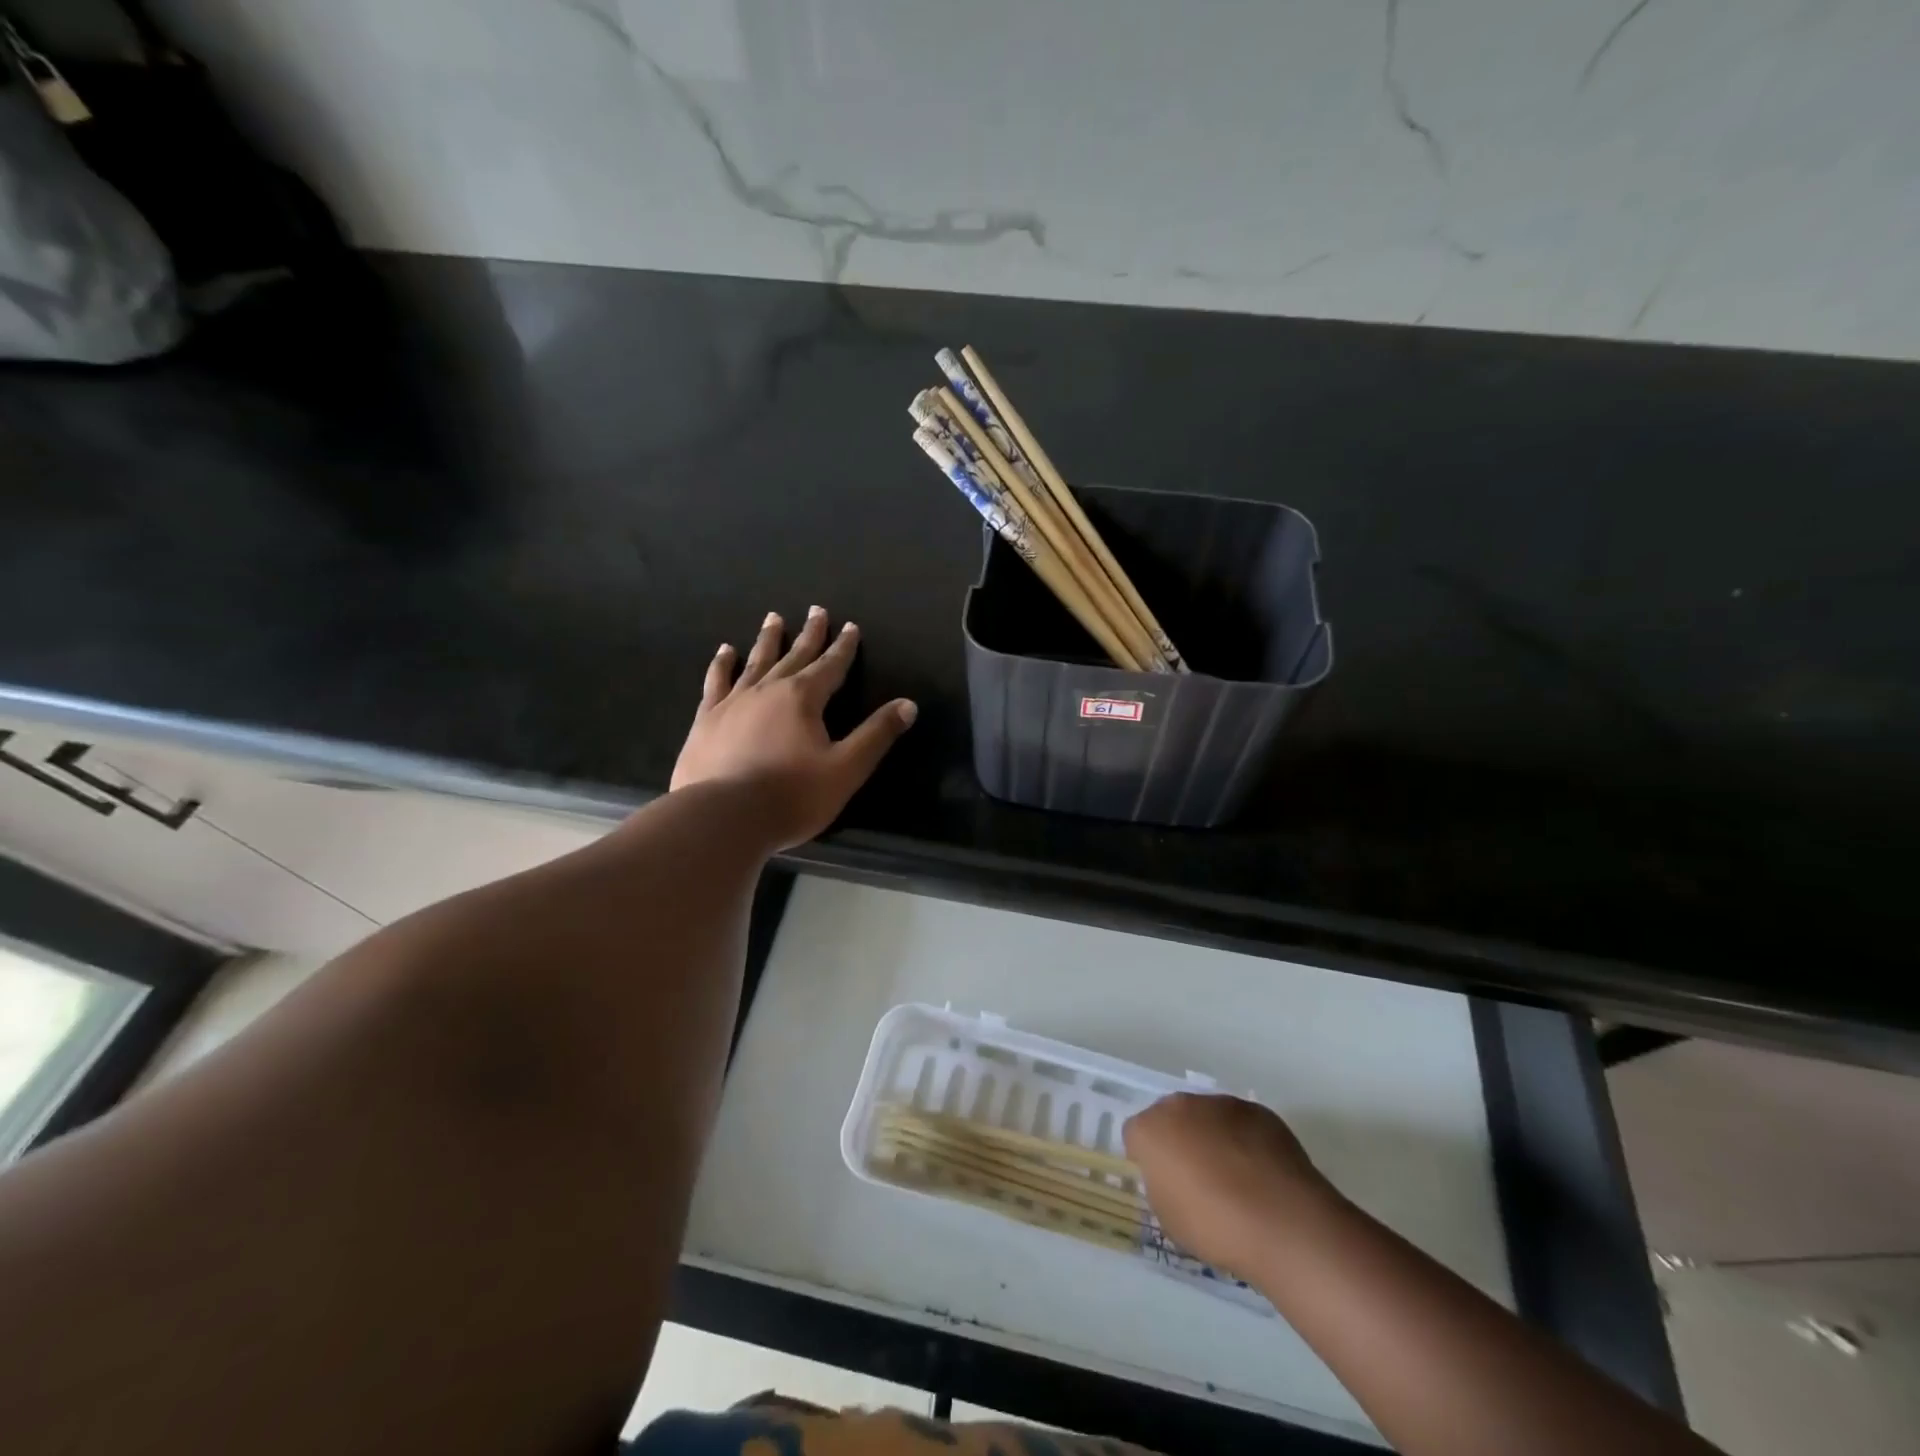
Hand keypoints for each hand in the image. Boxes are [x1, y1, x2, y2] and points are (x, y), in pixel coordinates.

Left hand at [672, 606, 916, 849]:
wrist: (723, 817)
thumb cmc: (792, 796)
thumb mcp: (846, 769)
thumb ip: (876, 735)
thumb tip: (908, 705)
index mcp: (804, 698)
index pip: (831, 665)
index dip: (843, 647)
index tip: (850, 626)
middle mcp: (768, 690)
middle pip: (794, 655)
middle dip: (809, 634)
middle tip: (816, 610)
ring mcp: (733, 702)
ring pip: (755, 662)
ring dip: (768, 640)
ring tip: (773, 619)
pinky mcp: (707, 719)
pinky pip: (717, 682)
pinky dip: (723, 665)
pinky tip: (725, 652)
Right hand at [1124, 1093, 1332, 1280]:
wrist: (1281, 1221)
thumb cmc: (1214, 1227)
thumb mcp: (1169, 1218)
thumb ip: (1162, 1185)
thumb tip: (1174, 1177)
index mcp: (1151, 1129)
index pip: (1135, 1136)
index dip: (1147, 1160)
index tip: (1164, 1184)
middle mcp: (1182, 1105)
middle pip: (1171, 1118)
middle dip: (1179, 1141)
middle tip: (1197, 1180)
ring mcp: (1222, 1103)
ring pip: (1207, 1117)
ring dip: (1212, 1138)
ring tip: (1236, 1180)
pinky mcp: (1258, 1111)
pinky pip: (1241, 1124)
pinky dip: (1245, 1141)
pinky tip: (1261, 1175)